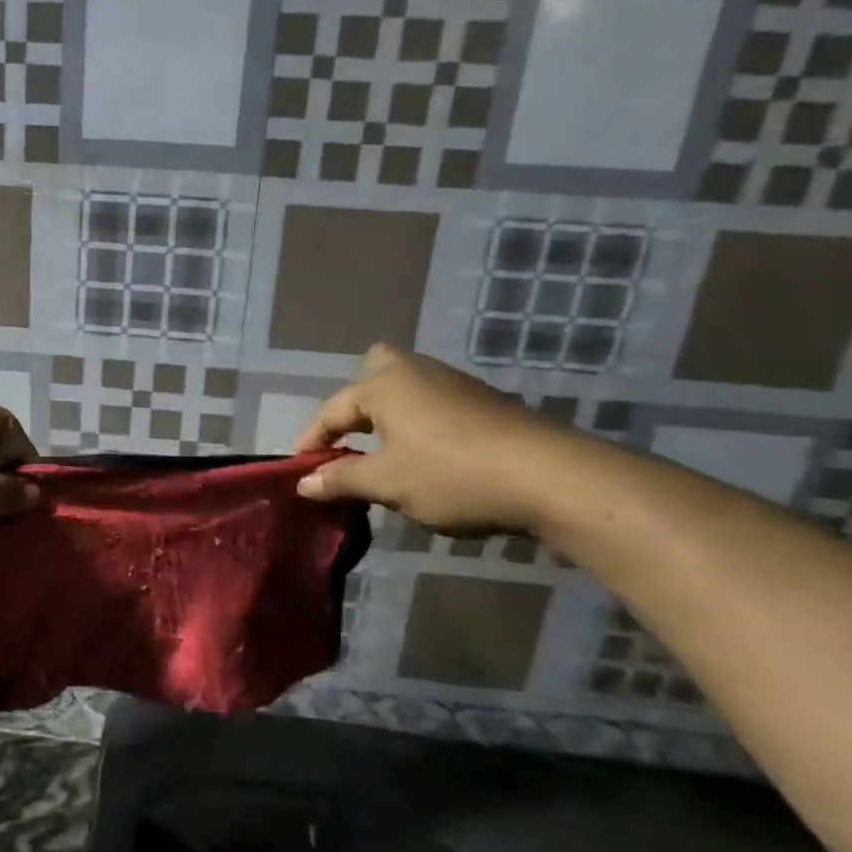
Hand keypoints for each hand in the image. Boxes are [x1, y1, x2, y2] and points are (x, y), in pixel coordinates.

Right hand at [292, 346, 571, 533]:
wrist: (550, 478)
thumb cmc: (452, 475)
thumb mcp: (387, 483)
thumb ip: (341, 480)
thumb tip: (303, 483)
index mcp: (385, 386)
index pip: (333, 409)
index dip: (312, 440)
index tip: (300, 470)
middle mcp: (418, 373)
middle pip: (377, 368)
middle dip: (358, 401)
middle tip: (354, 438)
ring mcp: (456, 385)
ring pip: (410, 387)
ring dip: (391, 416)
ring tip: (387, 457)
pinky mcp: (486, 404)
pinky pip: (437, 404)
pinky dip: (421, 425)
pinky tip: (431, 460)